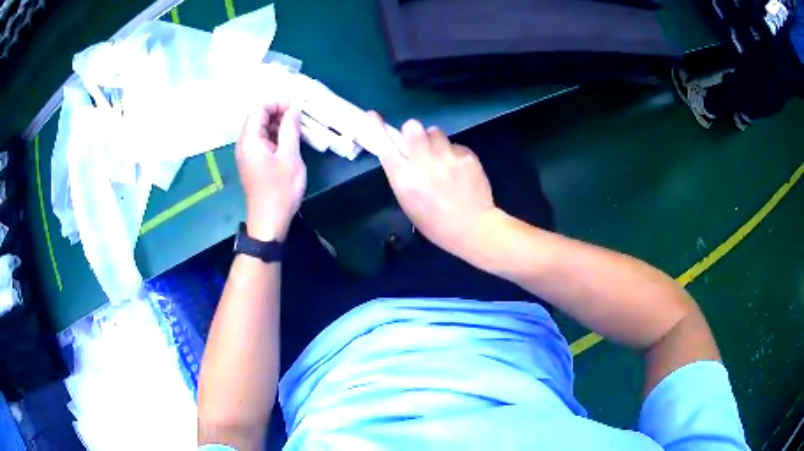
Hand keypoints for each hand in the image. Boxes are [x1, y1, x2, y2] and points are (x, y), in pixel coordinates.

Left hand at [236, 103, 304, 241]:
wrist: (269, 222)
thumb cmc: (281, 190)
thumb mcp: (290, 156)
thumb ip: (290, 128)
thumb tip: (294, 108)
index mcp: (249, 140)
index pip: (259, 108)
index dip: (277, 103)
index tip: (297, 108)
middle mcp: (244, 144)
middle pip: (258, 117)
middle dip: (278, 112)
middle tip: (300, 118)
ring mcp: (247, 154)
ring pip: (260, 129)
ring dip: (278, 124)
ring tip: (298, 129)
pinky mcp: (252, 162)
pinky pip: (262, 141)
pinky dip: (275, 136)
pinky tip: (290, 142)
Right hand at [367, 112, 498, 257]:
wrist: (472, 228)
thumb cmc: (435, 223)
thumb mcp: (409, 202)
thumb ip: (403, 175)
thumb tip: (402, 154)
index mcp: (404, 178)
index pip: (385, 146)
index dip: (377, 128)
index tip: (373, 114)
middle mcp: (423, 163)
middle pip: (412, 127)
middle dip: (413, 132)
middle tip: (420, 144)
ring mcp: (447, 158)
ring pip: (435, 131)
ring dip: (435, 141)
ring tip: (442, 158)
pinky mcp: (466, 156)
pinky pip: (455, 145)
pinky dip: (454, 153)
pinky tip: (459, 170)